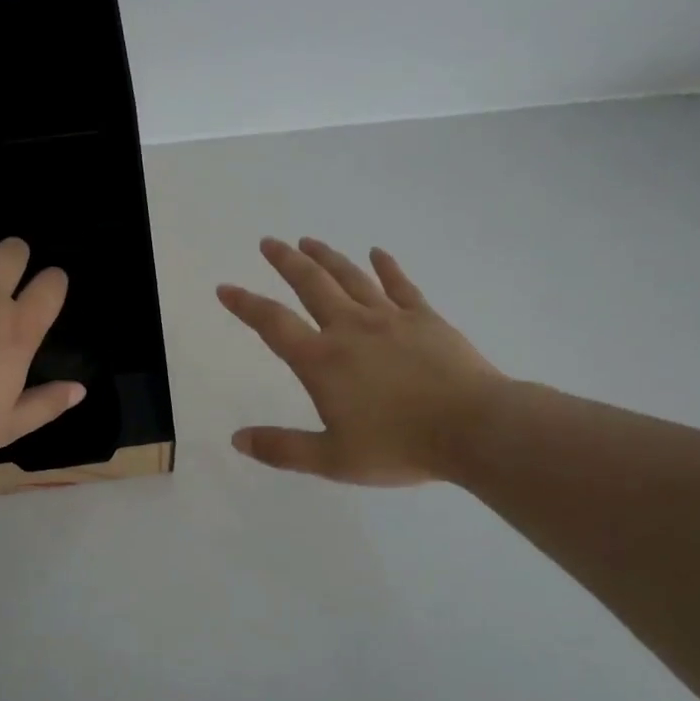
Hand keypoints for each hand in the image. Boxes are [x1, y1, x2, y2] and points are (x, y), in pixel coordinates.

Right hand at [217, 237, 502, 484]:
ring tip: (308, 241)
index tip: (225, 287)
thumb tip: (237, 439)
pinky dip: (387, 267)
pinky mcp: (425, 318)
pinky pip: (401, 285)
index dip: (245, 304)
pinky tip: (378, 253)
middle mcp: (350, 328)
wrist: (473, 428)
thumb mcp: (332, 459)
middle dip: (286, 262)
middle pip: (311, 285)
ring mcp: (390, 318)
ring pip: (351, 277)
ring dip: (327, 257)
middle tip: (270, 242)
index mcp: (322, 361)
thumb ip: (282, 448)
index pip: (273, 324)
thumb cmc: (399, 446)